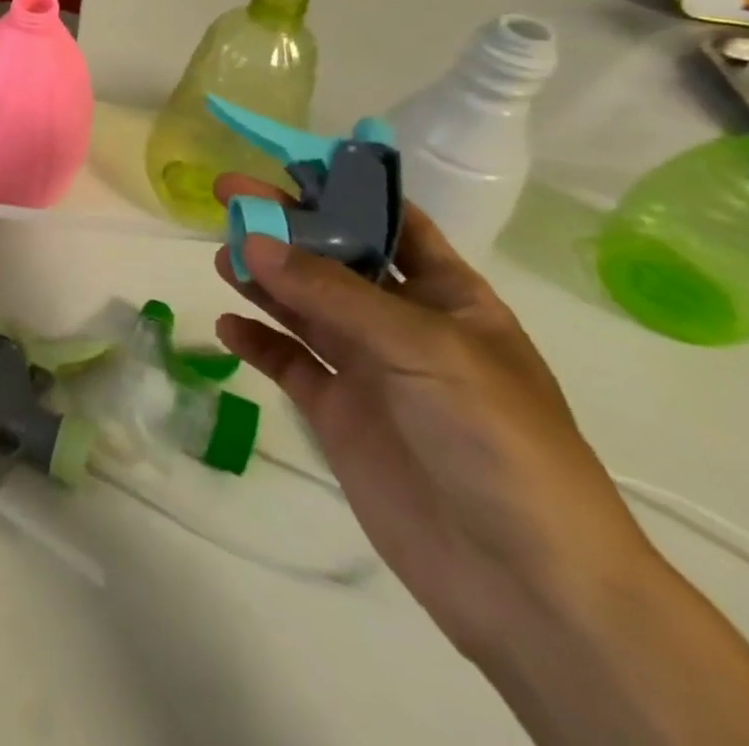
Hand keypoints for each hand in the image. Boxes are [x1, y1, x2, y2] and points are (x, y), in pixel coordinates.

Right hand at [212, 176, 652, 660]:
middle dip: (283, 227)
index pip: (390, 222)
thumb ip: (330, 292)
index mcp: (448, 297)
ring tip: (221, 258)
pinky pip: (288, 362)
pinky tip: (227, 327)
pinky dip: (257, 342)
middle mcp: (403, 325)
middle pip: (332, 258)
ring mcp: (368, 370)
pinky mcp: (338, 413)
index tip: (283, 162)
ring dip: (262, 279)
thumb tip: (250, 238)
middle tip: (226, 199)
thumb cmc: (497, 441)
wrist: (527, 585)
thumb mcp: (423, 348)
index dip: (342, 188)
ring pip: (302, 306)